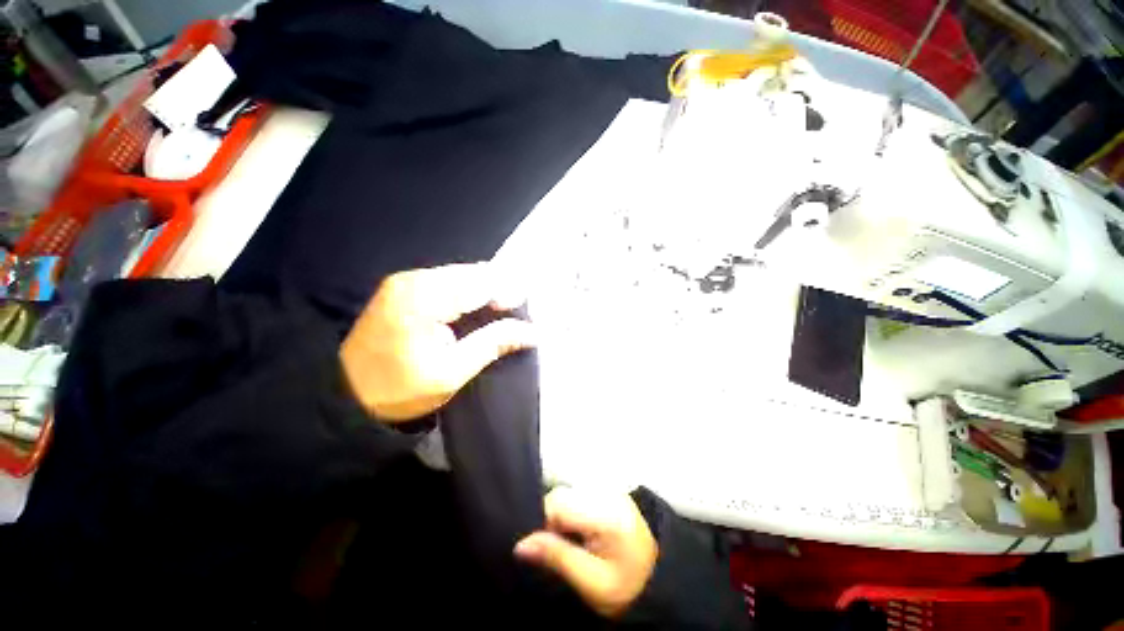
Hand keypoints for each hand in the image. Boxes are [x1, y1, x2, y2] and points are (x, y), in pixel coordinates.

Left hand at [340, 263, 533, 421]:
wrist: (346, 396)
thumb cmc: (400, 390)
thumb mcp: (452, 372)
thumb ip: (494, 343)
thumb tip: (533, 332)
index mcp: (424, 299)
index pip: (480, 283)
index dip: (508, 293)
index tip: (523, 313)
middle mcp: (414, 279)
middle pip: (473, 273)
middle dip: (499, 290)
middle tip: (513, 314)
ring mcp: (406, 280)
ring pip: (462, 274)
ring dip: (485, 290)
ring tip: (498, 312)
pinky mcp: (404, 286)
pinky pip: (448, 280)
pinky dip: (468, 291)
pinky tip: (475, 308)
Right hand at [515, 487, 657, 618]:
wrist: (659, 581)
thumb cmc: (626, 587)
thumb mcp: (591, 582)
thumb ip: (557, 558)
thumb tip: (520, 544)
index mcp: (606, 513)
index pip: (559, 503)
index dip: (543, 525)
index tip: (543, 551)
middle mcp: (607, 492)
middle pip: (562, 495)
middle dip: (551, 520)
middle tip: (558, 551)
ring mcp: (610, 489)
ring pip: (567, 494)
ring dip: (560, 517)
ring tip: (570, 544)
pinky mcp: (609, 492)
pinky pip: (578, 495)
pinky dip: (571, 513)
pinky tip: (579, 533)